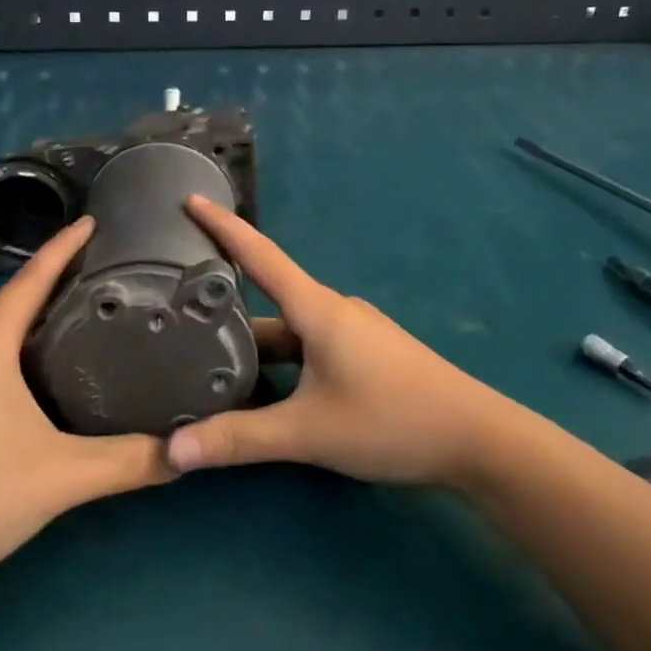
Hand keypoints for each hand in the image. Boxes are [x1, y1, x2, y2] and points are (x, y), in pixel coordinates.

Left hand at [0, 217, 171, 613]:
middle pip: (14, 303)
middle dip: (58, 284)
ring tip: (86, 320)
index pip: (30, 281)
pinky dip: (17, 354)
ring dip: (36, 322)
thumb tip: (185, 451)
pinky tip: (43, 376)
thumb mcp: (60, 478)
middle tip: (109, 276)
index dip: (64, 247)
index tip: (95, 221)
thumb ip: (127, 462)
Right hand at [168, 198, 522, 486]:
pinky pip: (311, 346)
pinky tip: (265, 388)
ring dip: (254, 342)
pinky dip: (282, 360)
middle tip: (177, 308)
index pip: (260, 255)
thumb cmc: (391, 420)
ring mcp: (354, 333)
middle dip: (226, 304)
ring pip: (290, 329)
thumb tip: (173, 452)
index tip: (190, 198)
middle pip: (270, 299)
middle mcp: (333, 311)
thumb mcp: (309, 432)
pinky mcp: (367, 355)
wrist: (477, 438)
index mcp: (317, 309)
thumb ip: (240, 440)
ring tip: (207, 358)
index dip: (223, 226)